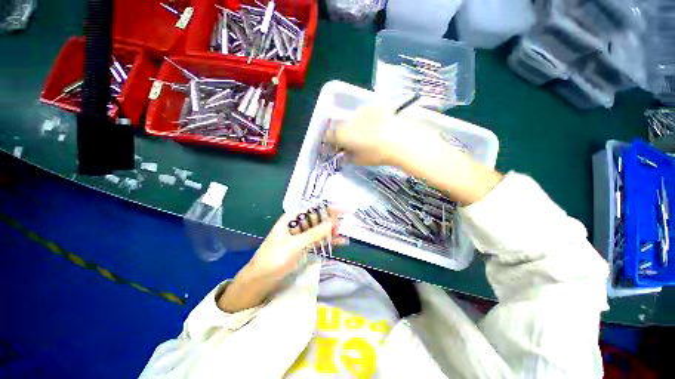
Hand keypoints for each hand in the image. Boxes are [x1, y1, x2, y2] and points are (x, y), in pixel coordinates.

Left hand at [248, 213, 345, 280]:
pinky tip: (339, 243)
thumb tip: (331, 223)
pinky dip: (327, 242)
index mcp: (291, 218)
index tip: (342, 210)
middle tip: (340, 228)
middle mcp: (297, 224)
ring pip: (319, 230)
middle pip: (317, 219)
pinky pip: (318, 241)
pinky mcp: (303, 247)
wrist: (260, 280)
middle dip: (330, 222)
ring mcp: (301, 236)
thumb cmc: (273, 258)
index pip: (312, 209)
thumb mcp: (294, 245)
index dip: (327, 209)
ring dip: (330, 232)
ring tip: (342, 235)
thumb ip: (313, 234)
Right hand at [326, 105, 404, 166]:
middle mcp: (349, 119)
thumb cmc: (378, 154)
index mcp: (342, 134)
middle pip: (341, 126)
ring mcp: (363, 110)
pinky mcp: (376, 105)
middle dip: (344, 134)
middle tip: (353, 142)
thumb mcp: (360, 160)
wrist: (403, 140)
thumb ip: (349, 156)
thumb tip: (345, 153)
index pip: (329, 135)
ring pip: (354, 119)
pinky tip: (379, 126)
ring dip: (356, 126)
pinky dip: (369, 120)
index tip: (336, 147)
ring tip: (369, 134)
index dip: (330, 142)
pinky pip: (367, 113)